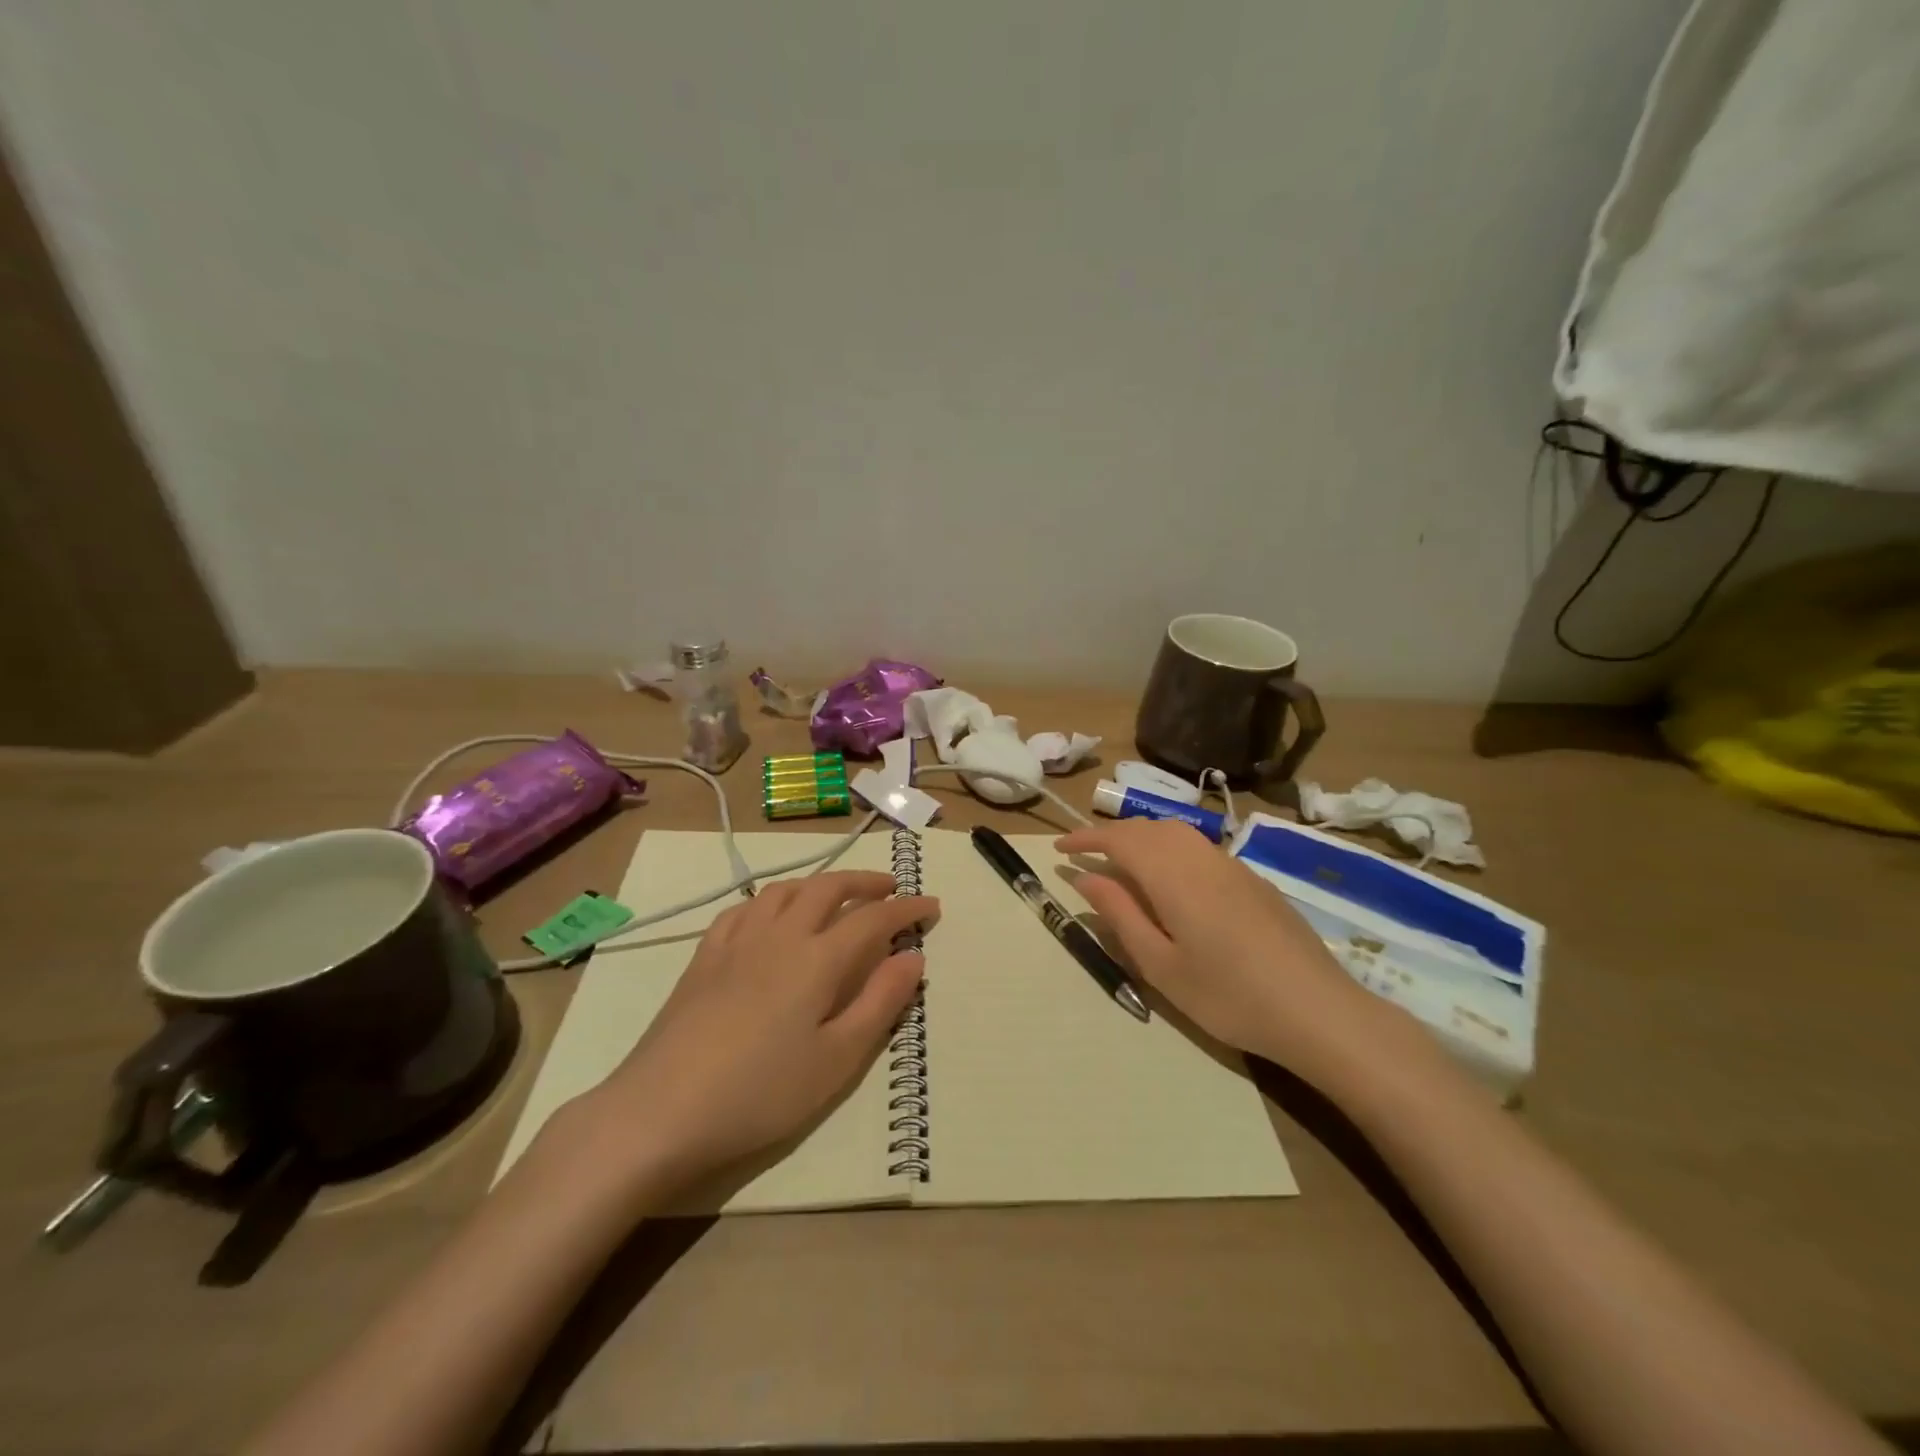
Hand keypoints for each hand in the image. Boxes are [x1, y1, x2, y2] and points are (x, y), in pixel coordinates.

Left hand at [575, 872, 937, 1192]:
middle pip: (828, 888)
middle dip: (865, 882)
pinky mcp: (704, 956)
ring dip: (819, 882)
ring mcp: (737, 941)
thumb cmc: (760, 1092)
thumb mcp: (836, 1060)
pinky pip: (744, 908)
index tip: (931, 905)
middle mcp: (780, 935)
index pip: (873, 918)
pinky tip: (771, 914)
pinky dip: (771, 900)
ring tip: (837, 894)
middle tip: (890, 888)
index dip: (906, 908)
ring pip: (785, 889)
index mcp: (817, 959)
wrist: (661, 1111)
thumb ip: (879, 1003)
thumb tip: (912, 957)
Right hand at [1056, 819, 1382, 1082]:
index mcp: (1173, 875)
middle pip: (1148, 828)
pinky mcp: (1253, 880)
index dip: (1086, 839)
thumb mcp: (1160, 965)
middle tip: (1087, 859)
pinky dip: (1170, 851)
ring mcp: (1232, 866)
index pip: (1119, 839)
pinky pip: (1199, 849)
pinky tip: (1172, 884)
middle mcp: (1201, 857)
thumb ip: (1120, 915)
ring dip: (1142, 839)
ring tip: (1123, 867)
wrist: (1317, 1010)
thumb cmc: (1228, 996)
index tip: (1059, 850)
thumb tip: (1087, 878)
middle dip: (1112, 835)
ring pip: (1176, 833)